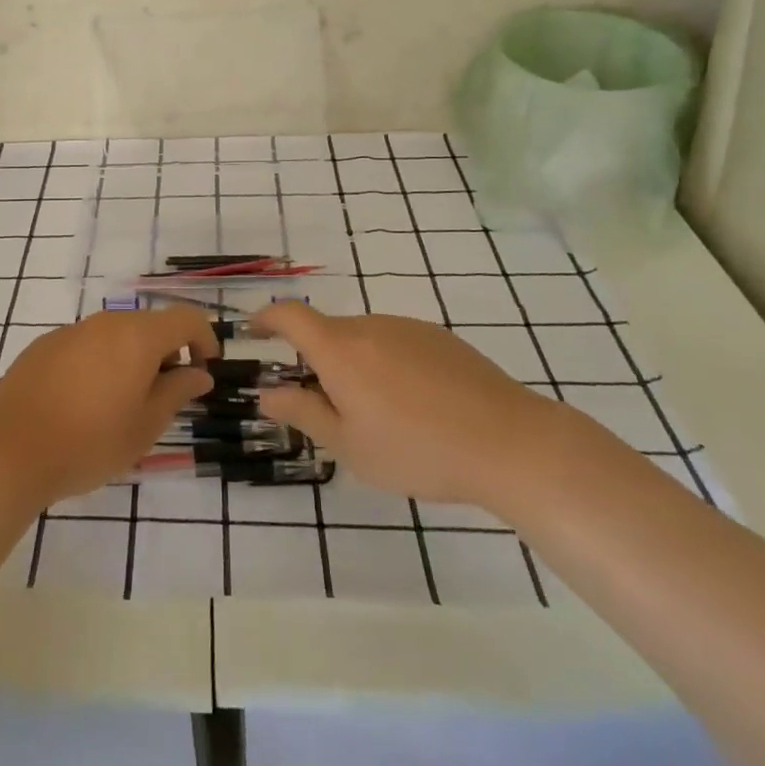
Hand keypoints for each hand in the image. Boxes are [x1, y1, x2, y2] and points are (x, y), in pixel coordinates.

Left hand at [0, 309, 215, 508]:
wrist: (9, 450)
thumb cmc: (89, 442)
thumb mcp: (145, 426)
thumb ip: (177, 392)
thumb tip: (199, 373)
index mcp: (137, 336)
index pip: (186, 319)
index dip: (204, 338)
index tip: (206, 368)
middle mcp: (106, 322)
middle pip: (149, 324)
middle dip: (167, 351)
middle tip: (167, 394)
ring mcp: (72, 331)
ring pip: (116, 334)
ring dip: (133, 357)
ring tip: (126, 402)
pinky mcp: (45, 345)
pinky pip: (87, 344)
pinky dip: (101, 362)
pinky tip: (87, 401)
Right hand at [247, 302, 565, 506]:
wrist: (511, 442)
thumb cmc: (418, 450)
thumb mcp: (349, 445)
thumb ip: (303, 414)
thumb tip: (267, 394)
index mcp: (339, 349)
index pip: (289, 315)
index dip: (265, 317)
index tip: (253, 330)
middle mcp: (369, 326)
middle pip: (327, 332)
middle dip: (314, 360)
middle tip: (323, 406)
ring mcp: (408, 328)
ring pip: (362, 339)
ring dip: (352, 364)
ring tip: (375, 415)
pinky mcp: (440, 338)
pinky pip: (395, 343)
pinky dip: (385, 365)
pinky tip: (413, 406)